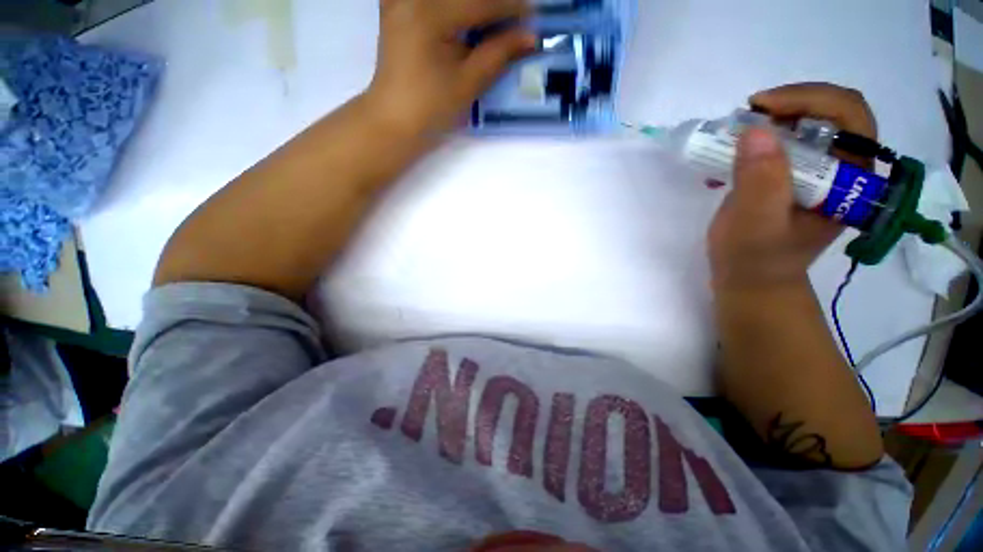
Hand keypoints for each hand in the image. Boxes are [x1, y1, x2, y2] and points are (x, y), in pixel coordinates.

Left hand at [365, 0, 535, 137]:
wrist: (394, 119)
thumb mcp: (468, 83)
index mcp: (430, 15)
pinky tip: (462, 21)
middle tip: (512, 18)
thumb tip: (530, 37)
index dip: (511, 7)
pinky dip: (452, 7)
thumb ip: (498, 54)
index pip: (481, 2)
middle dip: (493, 3)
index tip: (532, 15)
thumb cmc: (431, 108)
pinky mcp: (396, 5)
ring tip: (490, 23)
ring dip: (474, 5)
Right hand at [708, 83, 877, 288]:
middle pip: (833, 113)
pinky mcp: (794, 176)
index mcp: (851, 182)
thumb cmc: (754, 259)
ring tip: (738, 132)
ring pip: (809, 123)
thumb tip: (755, 130)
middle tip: (748, 115)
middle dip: (790, 104)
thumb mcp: (755, 224)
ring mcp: (819, 172)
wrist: (749, 279)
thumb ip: (760, 181)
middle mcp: (843, 170)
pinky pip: (786, 140)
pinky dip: (760, 136)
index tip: (762, 107)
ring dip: (773, 118)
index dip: (811, 100)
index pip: (852, 118)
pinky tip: (735, 150)